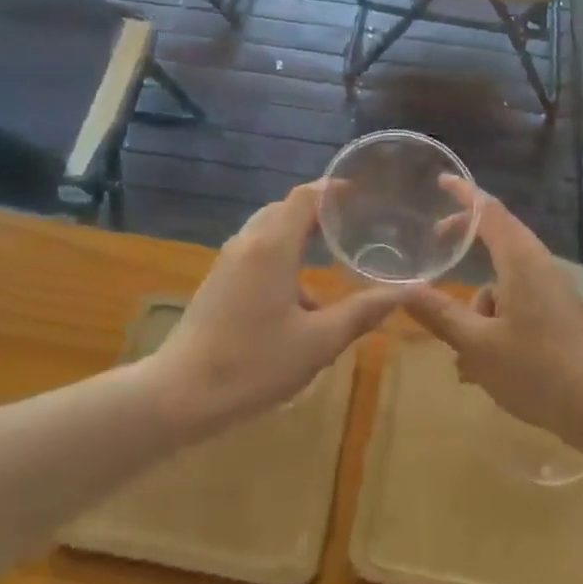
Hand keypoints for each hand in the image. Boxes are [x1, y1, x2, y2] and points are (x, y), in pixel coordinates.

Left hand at [149, 182, 401, 431]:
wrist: (179, 394)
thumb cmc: (253, 364)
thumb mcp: (317, 343)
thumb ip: (362, 312)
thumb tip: (403, 292)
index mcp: (273, 246)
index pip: (305, 197)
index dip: (333, 189)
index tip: (361, 192)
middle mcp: (249, 242)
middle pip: (286, 209)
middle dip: (319, 211)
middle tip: (354, 222)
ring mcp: (229, 261)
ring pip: (269, 231)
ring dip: (299, 236)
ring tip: (332, 258)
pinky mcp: (219, 281)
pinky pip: (257, 252)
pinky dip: (282, 257)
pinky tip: (300, 299)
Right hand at [404, 178, 582, 449]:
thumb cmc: (537, 370)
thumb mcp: (478, 346)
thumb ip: (440, 315)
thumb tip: (404, 289)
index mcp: (521, 261)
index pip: (490, 211)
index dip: (465, 193)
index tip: (443, 180)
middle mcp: (540, 267)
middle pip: (498, 240)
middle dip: (466, 245)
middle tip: (437, 245)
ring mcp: (555, 292)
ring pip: (505, 283)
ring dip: (479, 308)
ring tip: (463, 357)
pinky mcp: (562, 316)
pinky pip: (520, 305)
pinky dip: (497, 324)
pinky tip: (484, 369)